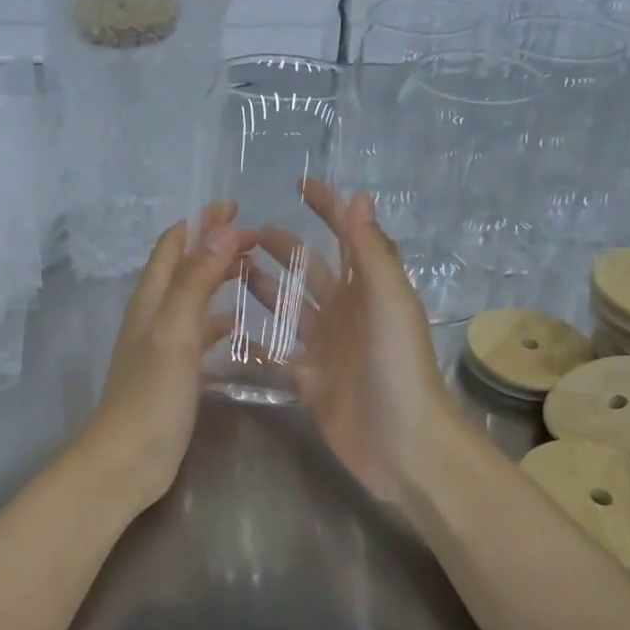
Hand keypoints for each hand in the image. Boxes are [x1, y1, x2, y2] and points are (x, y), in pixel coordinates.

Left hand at [75, 202, 253, 510]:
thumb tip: (223, 229)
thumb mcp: (175, 332)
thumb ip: (196, 280)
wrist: (127, 461)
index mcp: (150, 300)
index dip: (200, 222)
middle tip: (257, 241)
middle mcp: (153, 316)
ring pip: (193, 301)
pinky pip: (200, 336)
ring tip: (256, 275)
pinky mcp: (174, 374)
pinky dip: (219, 323)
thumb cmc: (151, 396)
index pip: (172, 245)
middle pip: (183, 268)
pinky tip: (242, 330)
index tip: (236, 207)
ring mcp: (162, 346)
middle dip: (215, 247)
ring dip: (219, 282)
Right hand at [254, 182, 455, 506]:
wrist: (403, 445)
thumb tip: (358, 196)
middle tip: (242, 232)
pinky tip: (226, 328)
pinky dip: (256, 341)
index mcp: (368, 290)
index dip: (328, 209)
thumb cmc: (399, 369)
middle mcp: (345, 313)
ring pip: (290, 308)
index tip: (301, 184)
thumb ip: (372, 253)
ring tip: (230, 269)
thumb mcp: (390, 304)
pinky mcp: (309, 380)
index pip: (347, 237)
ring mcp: (325, 347)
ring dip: (265, 287)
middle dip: (282, 247)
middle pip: (310, 270)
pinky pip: (276, 353)